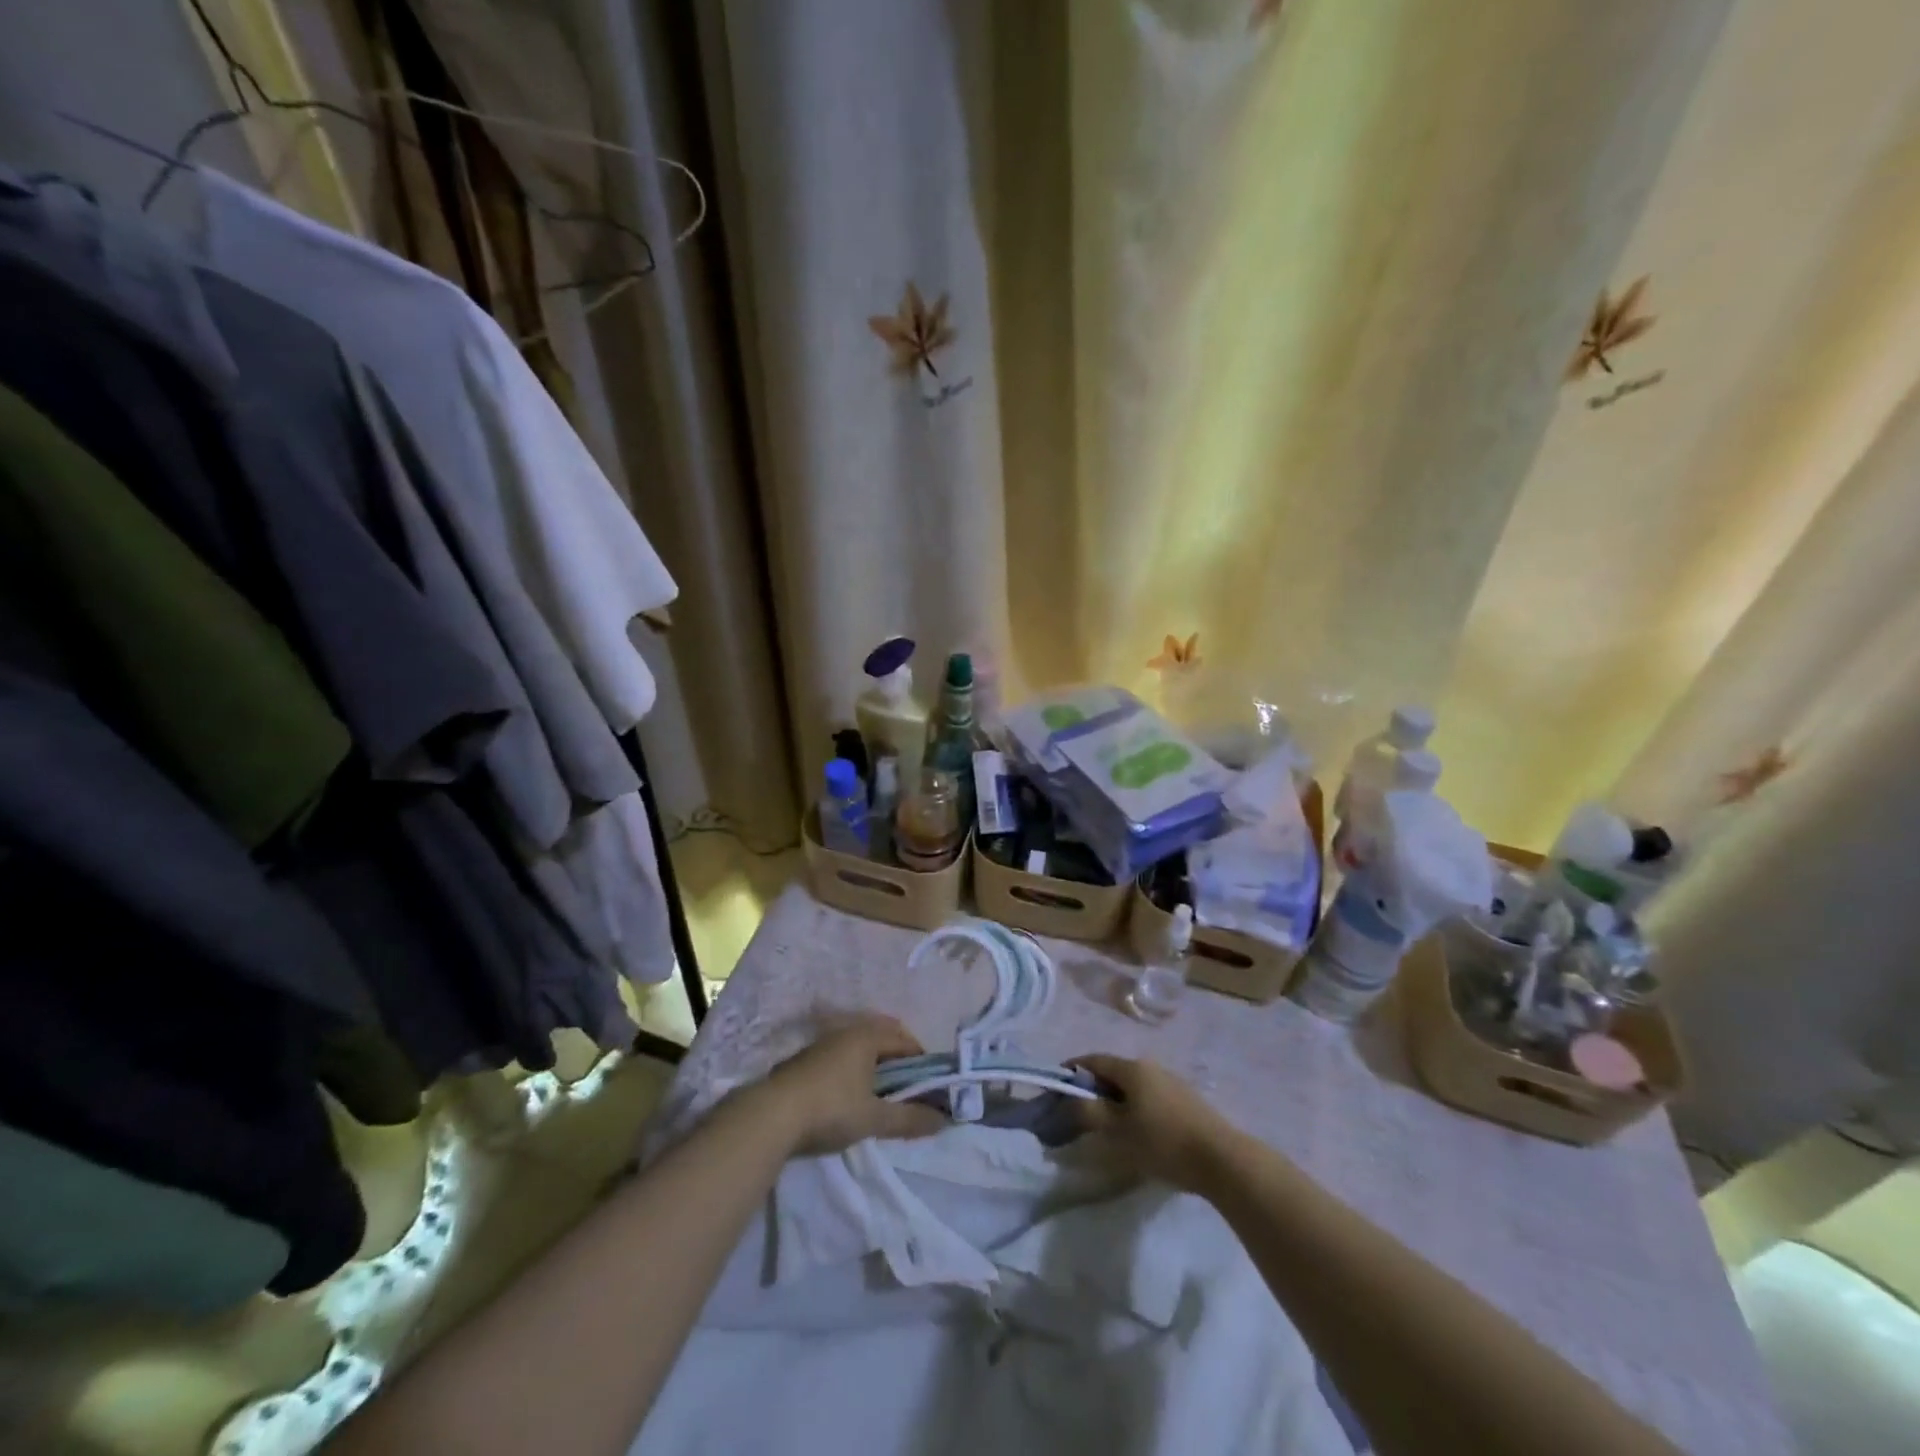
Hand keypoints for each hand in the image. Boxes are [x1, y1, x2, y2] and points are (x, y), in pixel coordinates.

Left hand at [759, 1014, 946, 1155]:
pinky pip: (842, 1056)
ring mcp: (823, 1044)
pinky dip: (855, 1069)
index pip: (905, 1039)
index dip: (922, 1060)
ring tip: (883, 1093)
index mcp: (867, 1036)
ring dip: (875, 1064)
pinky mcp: (805, 1060)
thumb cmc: (830, 1108)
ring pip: (860, 1046)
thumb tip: (943, 1121)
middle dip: (899, 1059)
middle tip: (909, 1088)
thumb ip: (909, 1119)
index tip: (931, 1084)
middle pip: (882, 1037)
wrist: (770, 1116)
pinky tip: (851, 1094)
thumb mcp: (874, 1118)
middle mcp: (846, 1031)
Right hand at [1071, 1054, 1237, 1193]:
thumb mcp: (1118, 1131)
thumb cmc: (1162, 1141)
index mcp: (1132, 1068)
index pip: (1093, 1060)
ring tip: (1109, 1126)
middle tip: (1081, 1112)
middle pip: (1114, 1072)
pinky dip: (1136, 1108)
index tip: (1057, 1087)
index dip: (1072, 1070)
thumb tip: (1069, 1099)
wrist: (1222, 1159)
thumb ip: (1089, 1113)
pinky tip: (1139, 1132)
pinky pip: (1151, 1098)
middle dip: (1094, 1088)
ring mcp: (1172, 1082)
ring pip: (1134, 1086)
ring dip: (1117, 1100)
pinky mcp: (1187, 1101)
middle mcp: (1151, 1067)